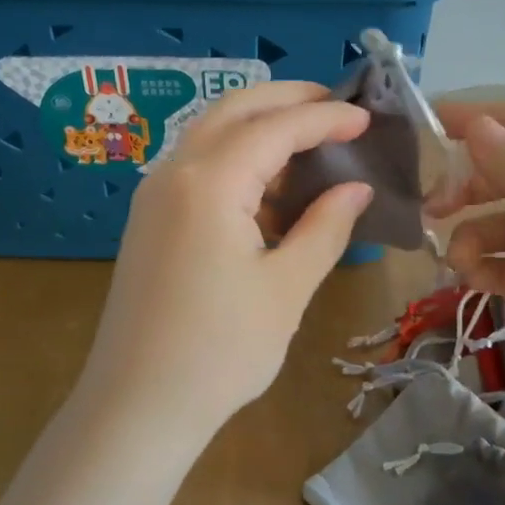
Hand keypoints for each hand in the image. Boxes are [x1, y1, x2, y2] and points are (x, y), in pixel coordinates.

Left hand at [69, 82, 373, 454]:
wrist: (136, 405)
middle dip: (286, 99)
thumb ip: (325, 227)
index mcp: (209, 182)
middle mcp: (173, 173)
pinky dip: (236, 156)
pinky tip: (268, 182)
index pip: (276, 128)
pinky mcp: (149, 219)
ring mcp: (153, 195)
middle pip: (233, 110)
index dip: (325, 118)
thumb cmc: (220, 351)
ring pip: (210, 133)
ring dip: (258, 124)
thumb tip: (356, 189)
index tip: (368, 118)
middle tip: (336, 107)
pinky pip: (196, 165)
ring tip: (309, 138)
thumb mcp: (286, 288)